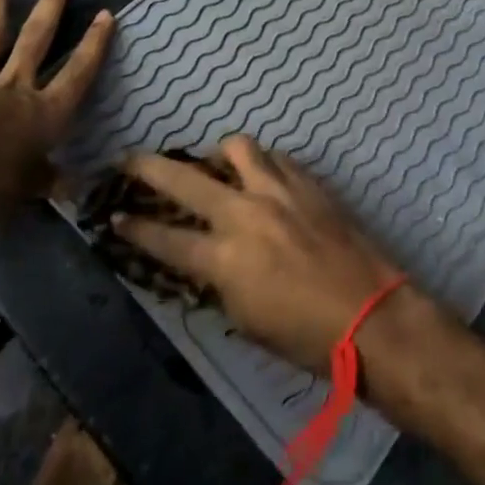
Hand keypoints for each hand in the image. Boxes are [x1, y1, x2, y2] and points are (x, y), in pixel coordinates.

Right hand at [113, 137, 407, 372]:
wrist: (370, 315)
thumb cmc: (305, 337)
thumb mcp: (246, 321)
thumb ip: (218, 283)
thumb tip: (205, 261)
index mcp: (224, 259)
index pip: (165, 239)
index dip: (134, 228)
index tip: (114, 216)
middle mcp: (245, 214)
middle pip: (185, 179)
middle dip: (148, 167)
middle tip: (129, 160)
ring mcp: (278, 191)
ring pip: (236, 147)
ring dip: (217, 154)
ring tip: (214, 165)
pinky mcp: (308, 182)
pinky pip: (275, 158)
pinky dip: (260, 163)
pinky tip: (262, 177)